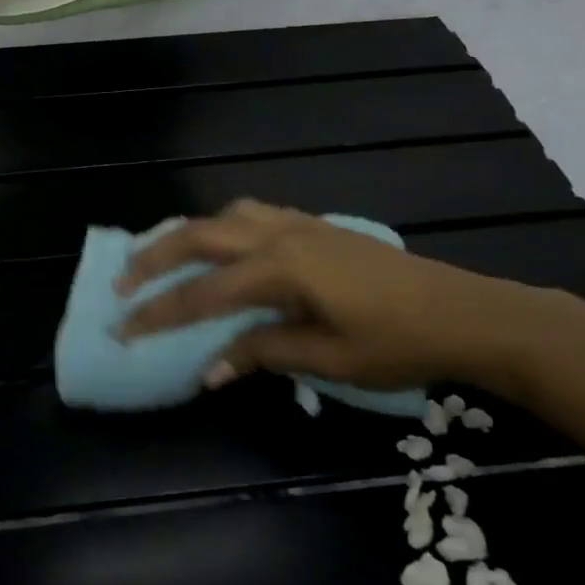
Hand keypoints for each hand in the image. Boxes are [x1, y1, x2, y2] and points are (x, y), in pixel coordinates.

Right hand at [116, 199, 567, 392]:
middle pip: (200, 236)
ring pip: (225, 216)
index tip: (123, 331)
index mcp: (279, 269)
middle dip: (155, 258)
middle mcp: (279, 235)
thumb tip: (210, 369)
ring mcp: (298, 224)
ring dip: (188, 234)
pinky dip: (222, 227)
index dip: (159, 314)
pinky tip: (224, 247)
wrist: (463, 311)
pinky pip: (252, 215)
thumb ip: (263, 352)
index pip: (202, 293)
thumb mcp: (327, 358)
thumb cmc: (397, 342)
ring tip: (165, 257)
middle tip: (122, 282)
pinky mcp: (314, 225)